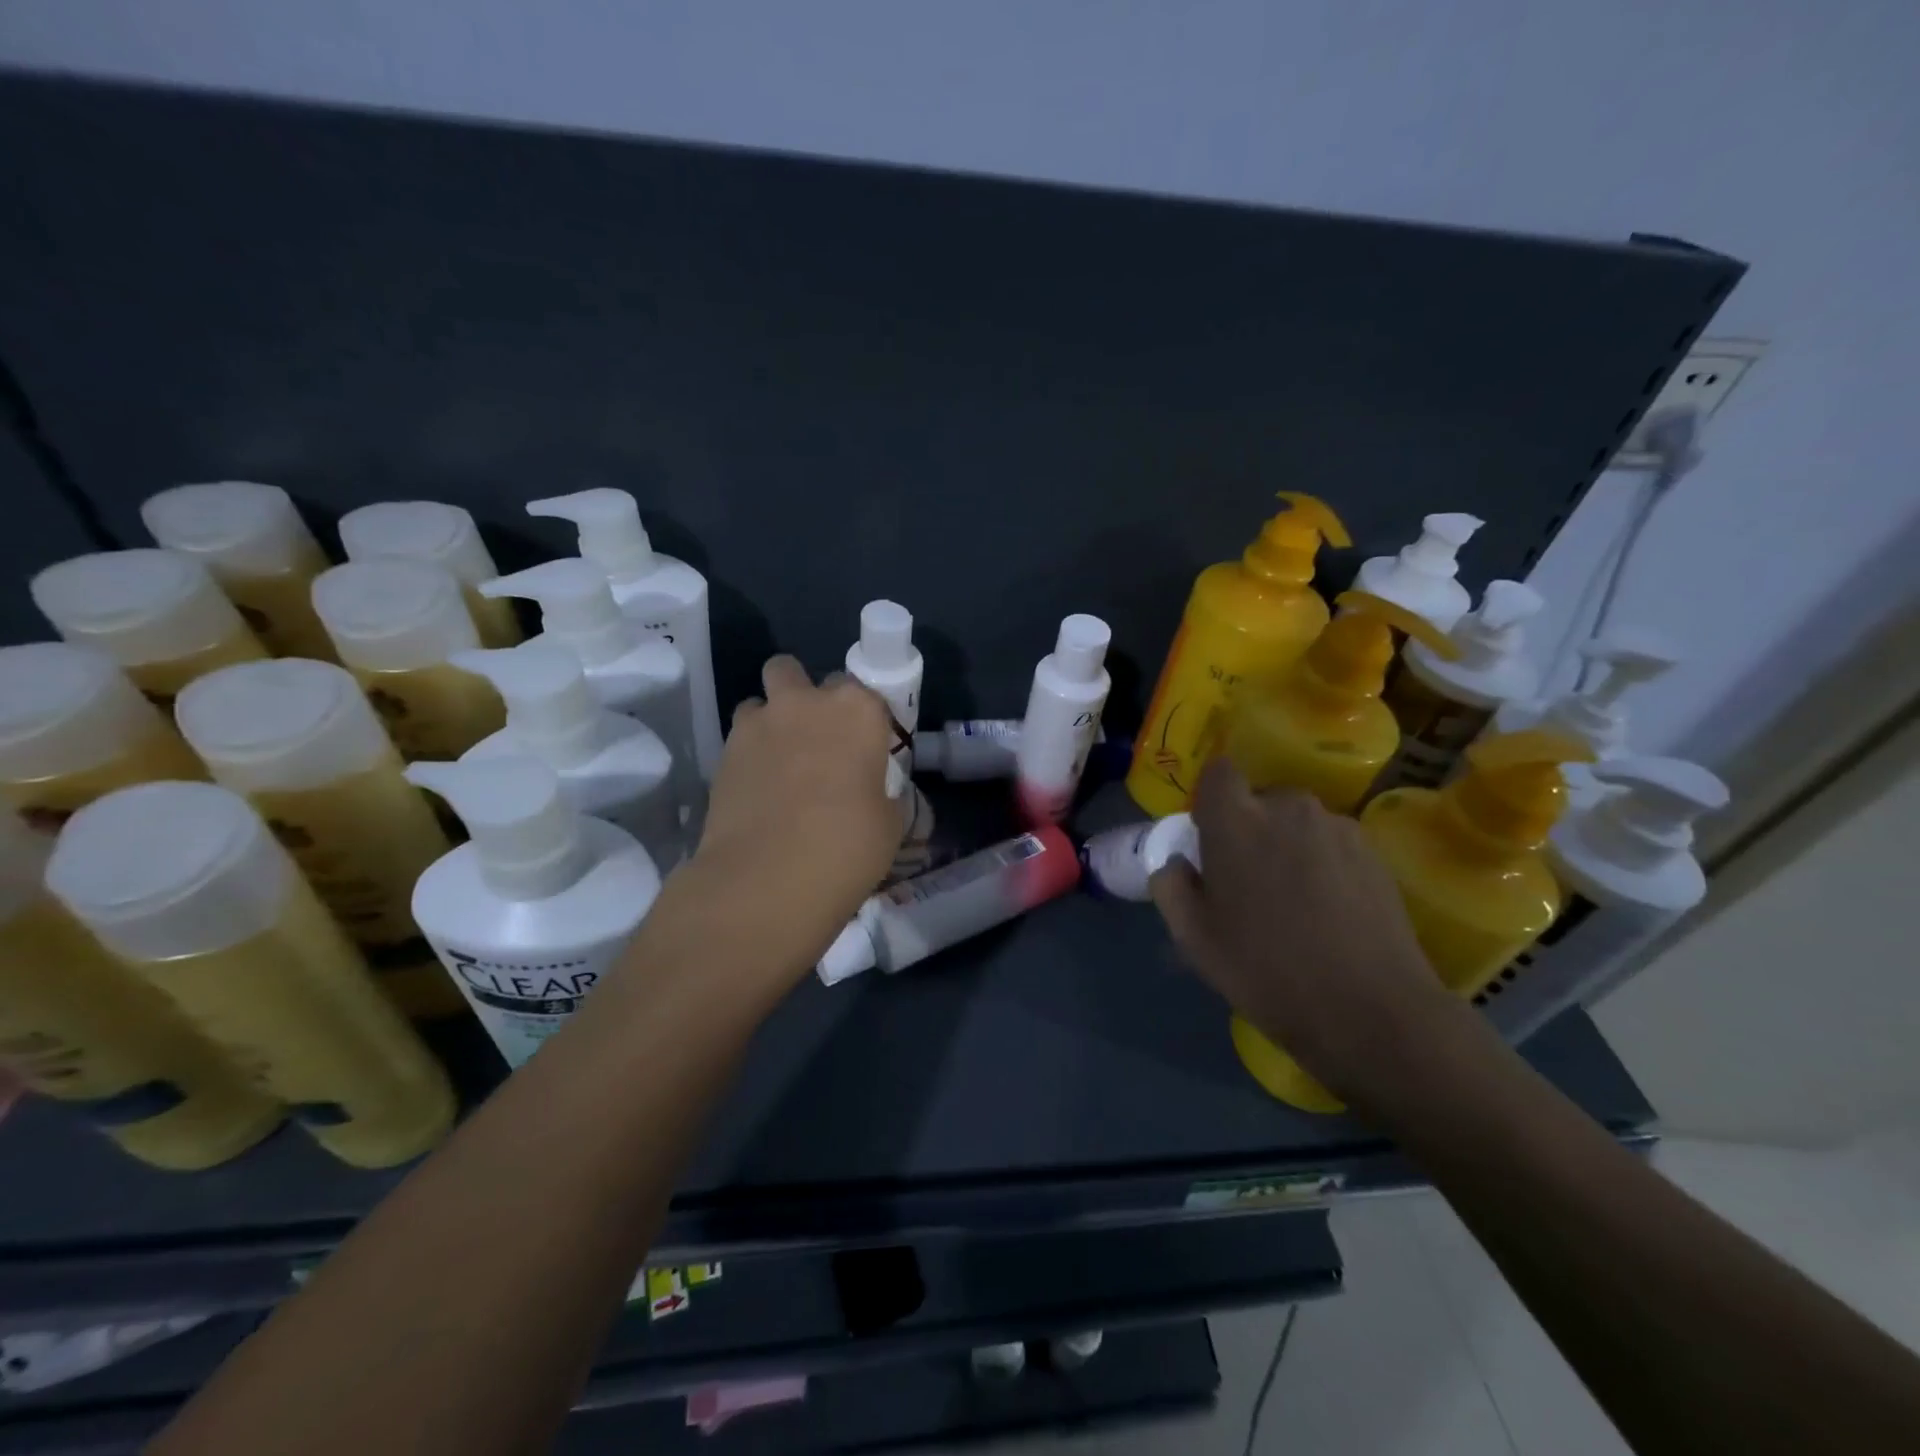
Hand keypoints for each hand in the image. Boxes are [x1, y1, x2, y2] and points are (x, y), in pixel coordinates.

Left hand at [667, 655, 898, 986]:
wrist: (767, 879)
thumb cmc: (846, 848)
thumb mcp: (890, 824)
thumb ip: (885, 795)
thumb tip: (878, 795)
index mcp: (857, 710)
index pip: (865, 693)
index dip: (864, 720)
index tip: (866, 749)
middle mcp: (806, 702)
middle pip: (798, 674)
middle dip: (807, 697)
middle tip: (818, 742)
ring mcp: (758, 723)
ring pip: (760, 700)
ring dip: (771, 719)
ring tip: (780, 762)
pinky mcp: (722, 751)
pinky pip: (740, 737)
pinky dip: (750, 752)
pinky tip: (759, 789)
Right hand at [1149, 759, 1459, 1106]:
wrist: (1371, 1010)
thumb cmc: (1266, 970)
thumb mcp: (1194, 938)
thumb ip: (1171, 887)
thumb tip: (1177, 863)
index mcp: (1236, 820)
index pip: (1218, 773)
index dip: (1212, 799)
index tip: (1210, 838)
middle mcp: (1288, 807)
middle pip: (1261, 799)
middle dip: (1251, 828)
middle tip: (1250, 881)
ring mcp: (1338, 827)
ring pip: (1299, 823)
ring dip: (1289, 846)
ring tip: (1296, 902)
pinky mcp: (1375, 852)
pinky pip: (1333, 844)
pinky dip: (1324, 864)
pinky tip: (1330, 913)